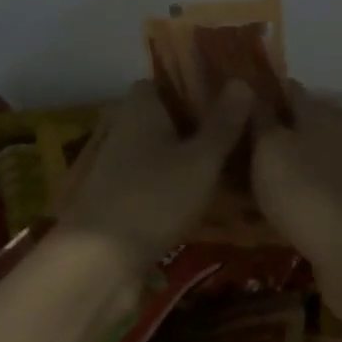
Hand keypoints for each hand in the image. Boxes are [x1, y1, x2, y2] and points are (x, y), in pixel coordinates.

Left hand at [56, 80, 254, 271]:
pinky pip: (156, 179)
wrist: (99, 261)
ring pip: (162, 149)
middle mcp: (126, 130)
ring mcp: (120, 166)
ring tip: (231, 163)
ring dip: (189, 155)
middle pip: (164, 116)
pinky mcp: (121, 199)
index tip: (226, 95)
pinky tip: (207, 195)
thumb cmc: (153, 197)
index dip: (193, 85)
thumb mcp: (200, 159)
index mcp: (141, 109)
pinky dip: (178, 183)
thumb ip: (223, 122)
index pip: (163, 82)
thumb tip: (242, 81)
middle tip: (239, 130)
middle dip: (197, 122)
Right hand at [252, 84, 341, 307]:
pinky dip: (297, 190)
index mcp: (324, 109)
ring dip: (285, 164)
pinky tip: (273, 205)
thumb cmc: (304, 187)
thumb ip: (259, 118)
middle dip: (273, 133)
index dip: (261, 96)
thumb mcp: (269, 146)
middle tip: (235, 150)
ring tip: (247, 181)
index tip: (232, 110)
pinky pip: (316, 185)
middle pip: (301, 123)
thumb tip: (249, 90)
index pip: (289, 90)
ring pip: (308, 156)